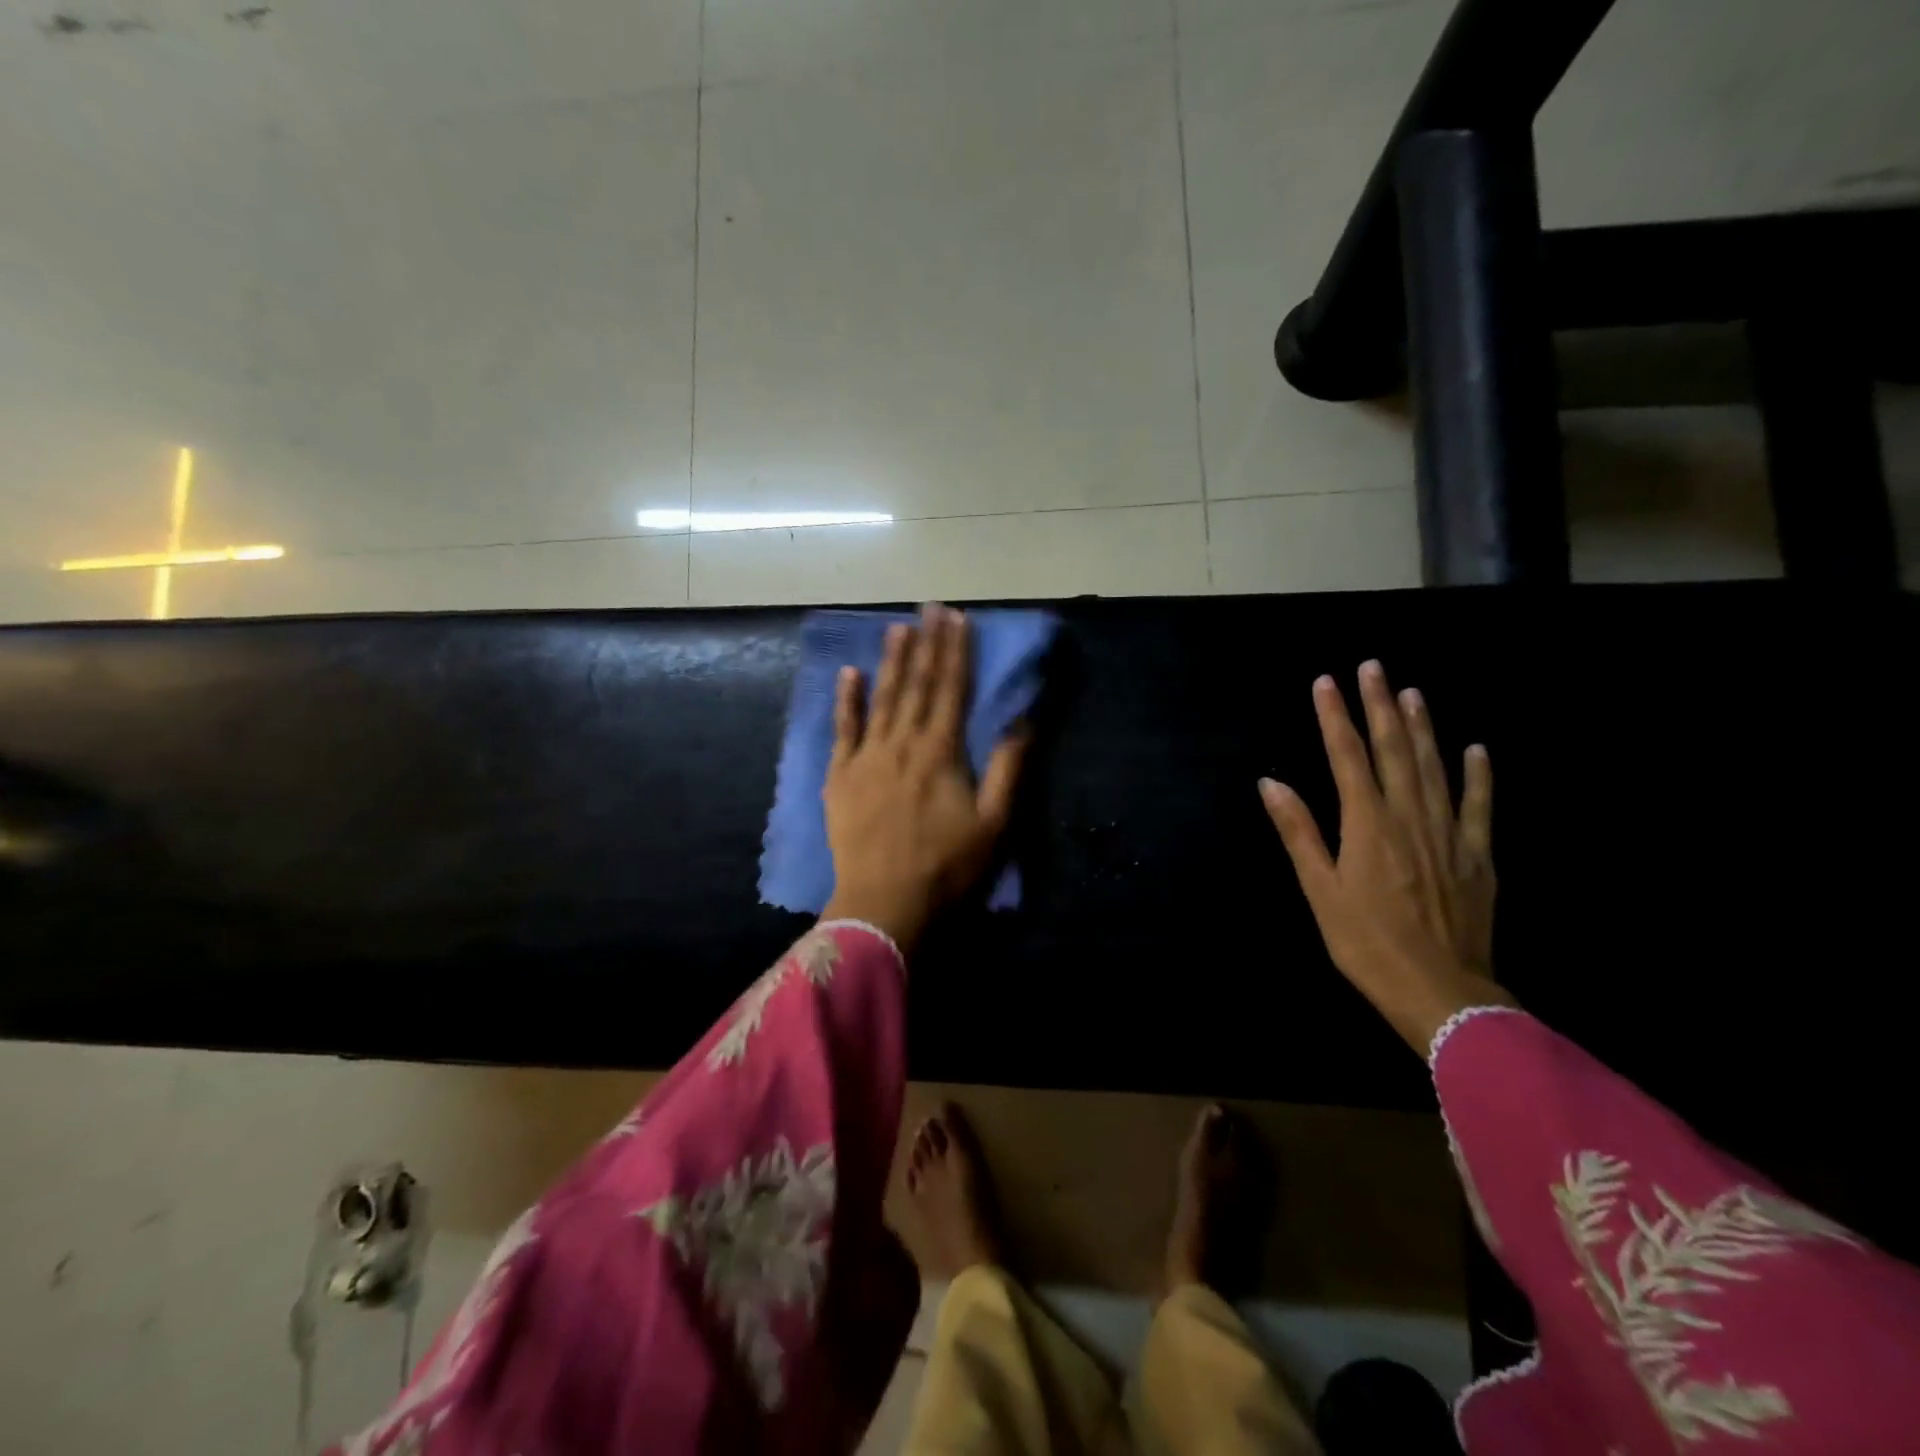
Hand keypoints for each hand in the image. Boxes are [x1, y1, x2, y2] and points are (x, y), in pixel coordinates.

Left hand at [822, 605, 1029, 949]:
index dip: (956, 652)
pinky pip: (843, 730)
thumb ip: (1008, 768)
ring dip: (891, 661)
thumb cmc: (946, 867)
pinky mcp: (840, 777)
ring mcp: (866, 758)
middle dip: (926, 644)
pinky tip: (848, 673)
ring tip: (897, 627)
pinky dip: (846, 700)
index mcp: (941, 752)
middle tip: (930, 607)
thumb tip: (1022, 720)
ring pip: (881, 699)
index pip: (951, 689)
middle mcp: (902, 743)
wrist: (884, 904)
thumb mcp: (994, 823)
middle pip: (916, 685)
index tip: (958, 618)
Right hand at [1259, 660, 1512, 1053]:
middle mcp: (1409, 817)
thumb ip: (1299, 832)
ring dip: (1423, 726)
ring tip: (1412, 692)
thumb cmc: (1365, 943)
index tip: (1326, 681)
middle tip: (1373, 667)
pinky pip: (1478, 806)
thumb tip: (1271, 782)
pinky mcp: (1477, 856)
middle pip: (1394, 750)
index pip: (1348, 757)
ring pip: (1434, 767)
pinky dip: (1477, 775)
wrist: (1440, 993)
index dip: (1335, 717)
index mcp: (1367, 825)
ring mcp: (1449, 834)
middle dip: (1380, 705)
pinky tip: (1475, 749)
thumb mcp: (1319, 890)